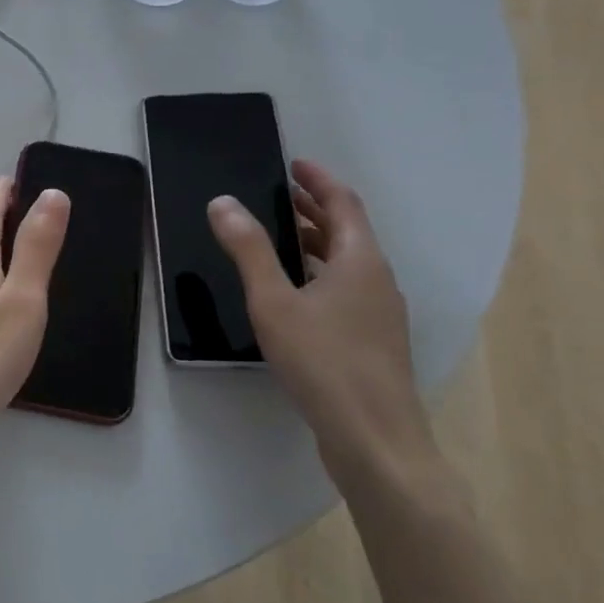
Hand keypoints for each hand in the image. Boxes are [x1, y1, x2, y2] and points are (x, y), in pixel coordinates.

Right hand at [207, 160, 436, 486]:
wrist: (375, 439)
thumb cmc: (323, 361)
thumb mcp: (273, 301)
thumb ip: (248, 250)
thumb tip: (223, 202)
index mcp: (360, 261)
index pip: (344, 203)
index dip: (319, 180)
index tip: (294, 163)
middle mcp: (378, 280)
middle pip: (348, 231)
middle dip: (315, 209)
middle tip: (280, 195)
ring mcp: (380, 313)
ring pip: (348, 263)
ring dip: (317, 242)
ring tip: (280, 237)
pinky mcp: (373, 341)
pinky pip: (347, 289)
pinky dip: (320, 273)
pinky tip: (295, 293)